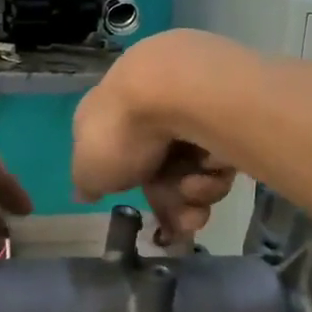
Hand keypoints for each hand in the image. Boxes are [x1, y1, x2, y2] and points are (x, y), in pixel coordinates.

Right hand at [73, 31, 238, 242]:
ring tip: (194, 188)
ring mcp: (189, 107)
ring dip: (195, 191)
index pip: (119, 156)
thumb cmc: (121, 131)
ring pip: (195, 168)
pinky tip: (211, 166)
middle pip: (164, 170)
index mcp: (110, 115)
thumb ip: (87, 183)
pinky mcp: (226, 109)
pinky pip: (221, 153)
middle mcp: (149, 107)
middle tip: (184, 223)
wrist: (176, 88)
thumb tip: (85, 192)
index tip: (146, 215)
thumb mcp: (88, 168)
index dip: (132, 189)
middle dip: (174, 203)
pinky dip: (215, 168)